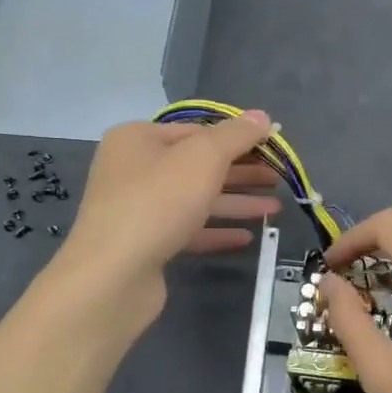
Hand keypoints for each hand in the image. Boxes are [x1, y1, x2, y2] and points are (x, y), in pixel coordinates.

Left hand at [54, 113, 282, 318]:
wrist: (112, 275)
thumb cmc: (158, 202)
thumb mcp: (203, 158)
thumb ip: (236, 136)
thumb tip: (263, 116)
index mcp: (138, 139)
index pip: (197, 131)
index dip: (237, 139)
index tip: (272, 150)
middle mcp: (133, 169)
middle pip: (197, 166)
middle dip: (241, 173)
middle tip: (279, 180)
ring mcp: (138, 209)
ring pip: (195, 199)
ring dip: (236, 203)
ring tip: (275, 209)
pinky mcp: (145, 244)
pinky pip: (188, 230)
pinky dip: (216, 231)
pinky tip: (247, 237)